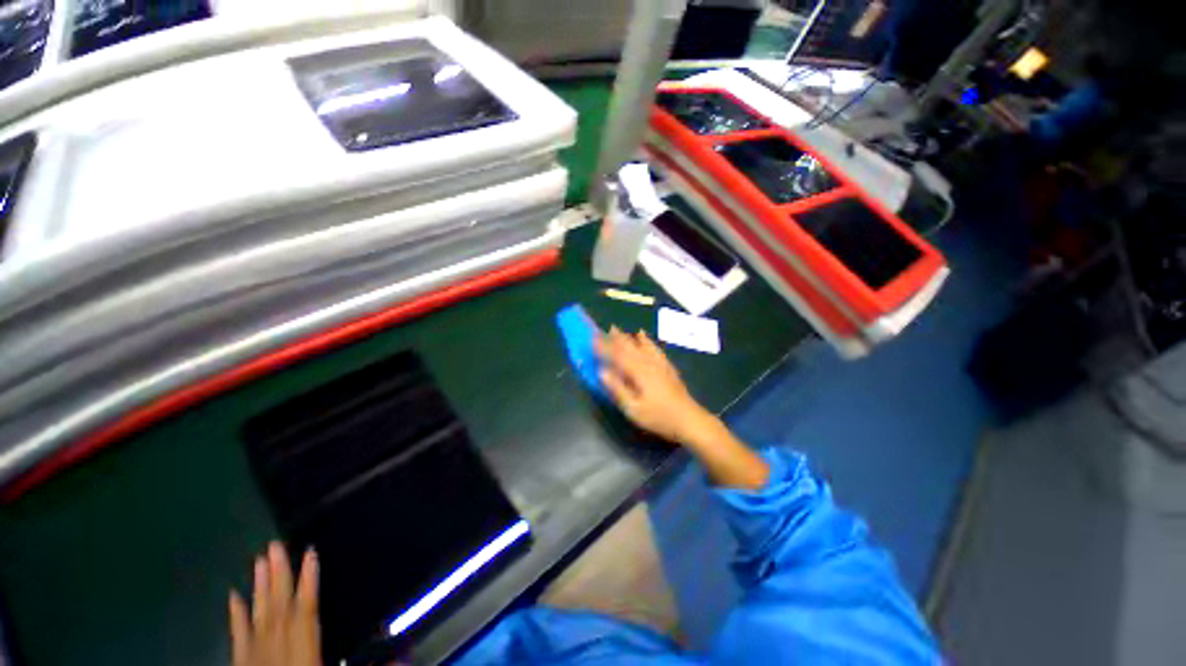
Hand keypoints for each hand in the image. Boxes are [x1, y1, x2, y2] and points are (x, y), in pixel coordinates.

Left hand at [229, 542, 320, 665]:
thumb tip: (403, 656)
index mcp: (303, 654)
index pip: (307, 613)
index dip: (309, 582)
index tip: (310, 552)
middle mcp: (278, 649)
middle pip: (279, 608)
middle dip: (278, 576)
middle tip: (274, 546)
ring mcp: (255, 656)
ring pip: (258, 616)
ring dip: (259, 588)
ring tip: (258, 560)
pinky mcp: (240, 663)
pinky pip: (237, 637)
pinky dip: (235, 616)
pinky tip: (232, 596)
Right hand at [595, 327, 716, 443]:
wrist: (689, 420)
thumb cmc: (659, 417)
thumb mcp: (633, 409)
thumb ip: (617, 389)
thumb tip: (601, 371)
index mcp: (638, 372)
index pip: (617, 356)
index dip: (603, 347)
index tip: (592, 339)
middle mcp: (648, 363)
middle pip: (628, 347)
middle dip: (614, 338)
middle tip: (601, 329)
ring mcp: (659, 363)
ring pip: (640, 345)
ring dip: (627, 337)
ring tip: (617, 329)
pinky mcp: (667, 367)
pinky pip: (654, 348)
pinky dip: (646, 340)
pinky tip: (643, 336)